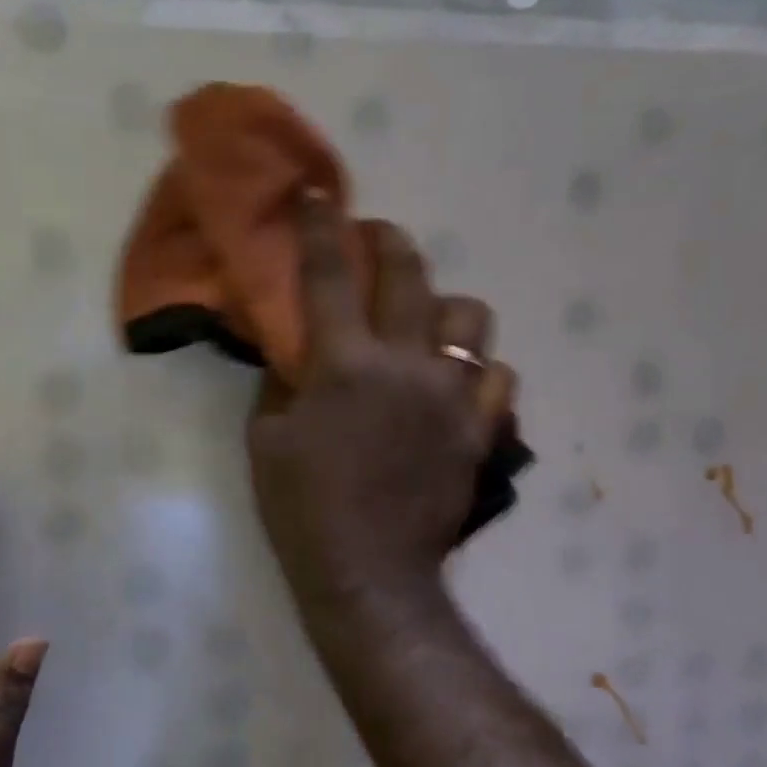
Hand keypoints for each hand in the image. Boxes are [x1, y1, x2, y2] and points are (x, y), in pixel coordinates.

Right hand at [248, 191, 517, 614]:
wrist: (368, 573)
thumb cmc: (303, 510)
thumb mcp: (266, 443)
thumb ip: (280, 385)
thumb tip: (293, 351)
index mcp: (344, 366)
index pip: (330, 277)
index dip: (321, 227)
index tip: (318, 193)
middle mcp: (405, 366)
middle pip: (411, 275)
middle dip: (390, 243)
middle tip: (377, 242)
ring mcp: (451, 398)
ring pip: (470, 319)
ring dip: (443, 310)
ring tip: (425, 325)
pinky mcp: (479, 431)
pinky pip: (499, 378)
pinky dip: (478, 372)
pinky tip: (457, 384)